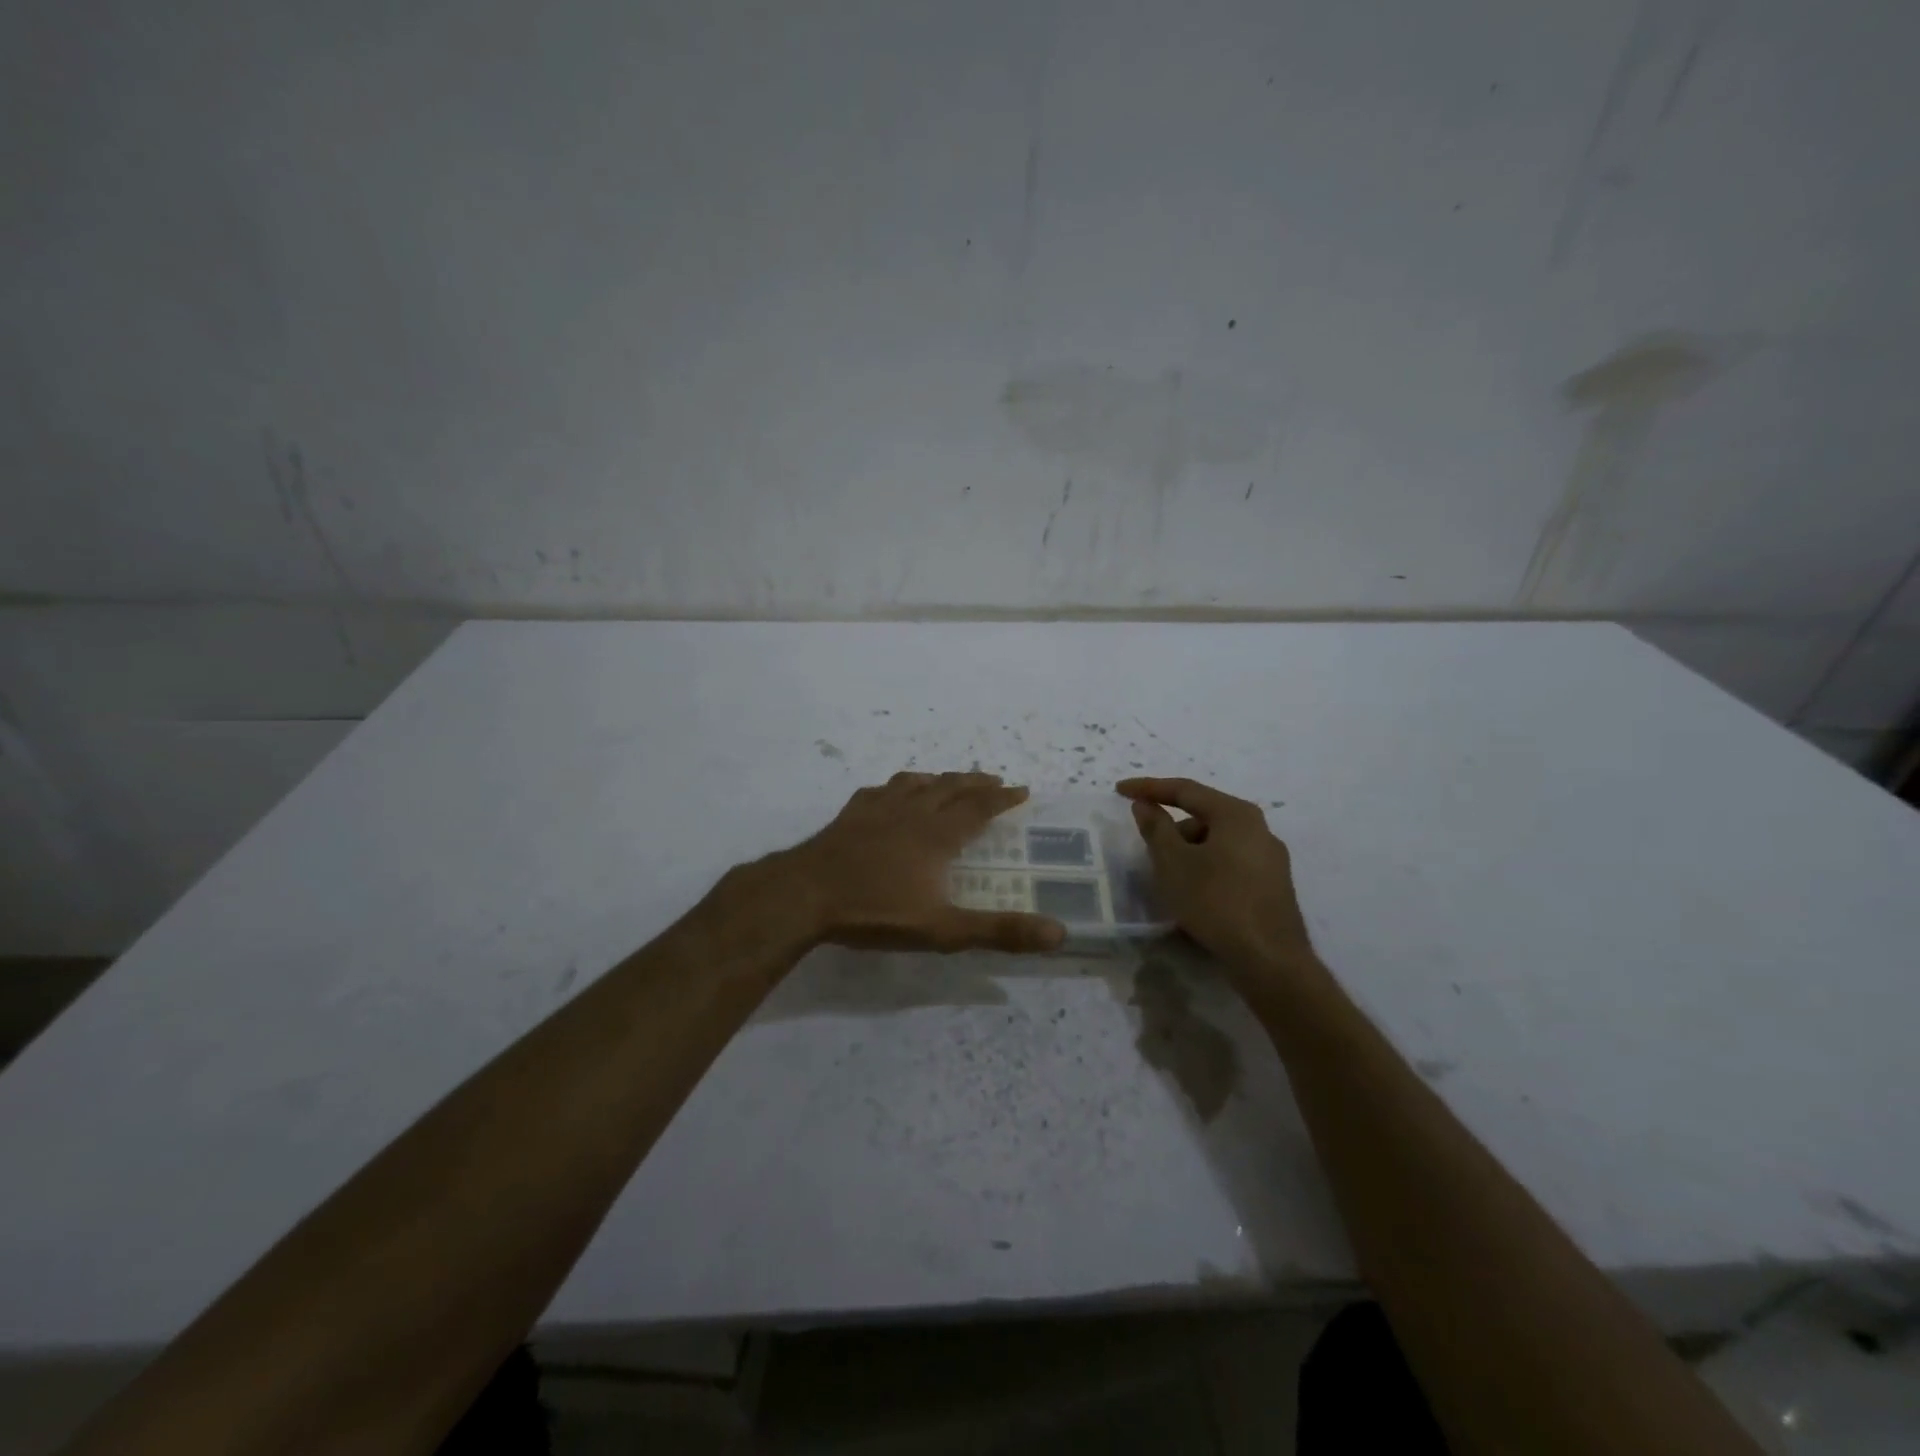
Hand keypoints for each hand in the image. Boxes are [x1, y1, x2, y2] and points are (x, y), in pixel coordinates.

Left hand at [785, 772, 1066, 953]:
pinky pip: (881, 789)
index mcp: (937, 834)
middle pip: (950, 787)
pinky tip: (893, 792)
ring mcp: (878, 809)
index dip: (1002, 798)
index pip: (979, 807)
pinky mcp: (850, 814)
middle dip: (975, 782)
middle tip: (994, 780)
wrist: (805, 894)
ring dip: (940, 779)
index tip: (1021, 790)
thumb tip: (1058, 934)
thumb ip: (999, 931)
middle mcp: (912, 812)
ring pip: (916, 783)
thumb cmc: (875, 911)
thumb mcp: (943, 930)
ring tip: (949, 780)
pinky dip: (898, 786)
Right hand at [1117, 777, 1318, 981]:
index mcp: (1236, 814)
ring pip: (1217, 843)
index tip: (1119, 791)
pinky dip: (1206, 869)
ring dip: (1188, 851)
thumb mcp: (1173, 863)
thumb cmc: (1215, 901)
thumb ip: (1156, 828)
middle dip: (1171, 827)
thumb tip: (1145, 805)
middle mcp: (1259, 829)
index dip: (1149, 788)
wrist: (1269, 959)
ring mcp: (1270, 859)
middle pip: (1204, 816)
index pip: (1185, 790)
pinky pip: (1229, 864)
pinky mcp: (1272, 886)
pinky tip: (1193, 893)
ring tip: (1168, 878)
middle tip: (1147, 846)